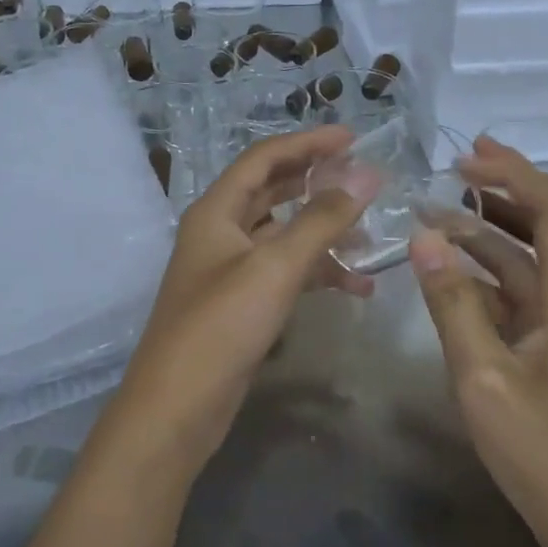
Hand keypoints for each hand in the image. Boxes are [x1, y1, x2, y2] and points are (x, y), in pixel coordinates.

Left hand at [108, 126, 382, 469]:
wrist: (177, 408)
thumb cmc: (221, 326)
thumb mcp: (274, 267)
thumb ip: (321, 219)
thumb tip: (367, 174)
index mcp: (216, 210)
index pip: (263, 158)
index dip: (307, 142)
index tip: (353, 138)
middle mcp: (220, 231)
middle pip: (272, 191)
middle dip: (317, 182)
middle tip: (365, 179)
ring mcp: (230, 269)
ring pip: (282, 233)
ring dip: (323, 230)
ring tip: (370, 235)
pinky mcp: (242, 303)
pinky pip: (285, 272)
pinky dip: (317, 272)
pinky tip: (356, 286)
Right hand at [409, 136, 547, 546]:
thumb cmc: (543, 453)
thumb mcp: (484, 376)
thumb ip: (453, 304)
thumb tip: (425, 237)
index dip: (516, 175)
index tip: (468, 157)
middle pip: (541, 230)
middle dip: (499, 195)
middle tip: (447, 171)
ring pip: (521, 267)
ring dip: (479, 241)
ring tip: (428, 223)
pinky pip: (512, 301)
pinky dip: (478, 282)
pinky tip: (442, 282)